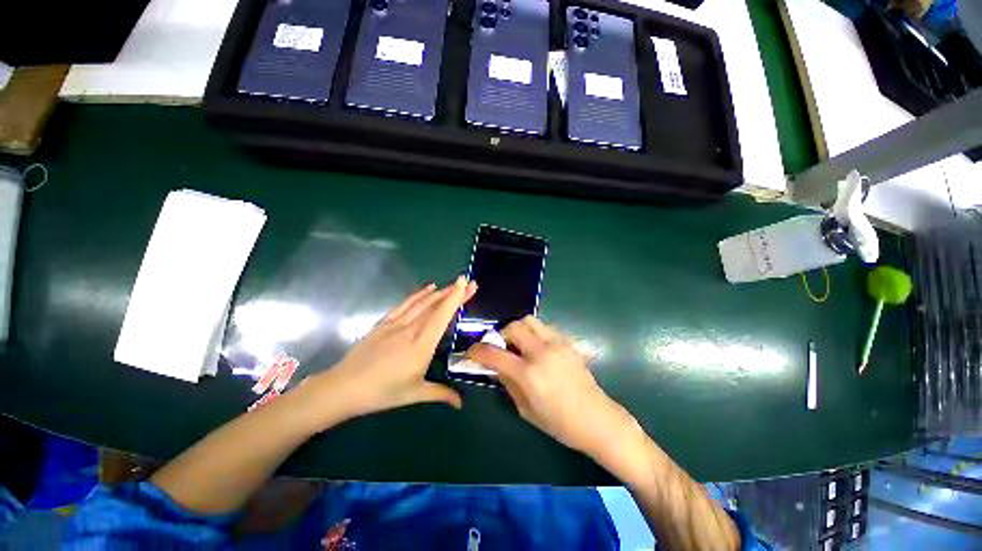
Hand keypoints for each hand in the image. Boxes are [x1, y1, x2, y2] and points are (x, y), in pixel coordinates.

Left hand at [308, 277, 475, 422]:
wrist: (344, 387)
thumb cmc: (382, 392)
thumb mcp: (414, 394)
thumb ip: (441, 393)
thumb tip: (461, 403)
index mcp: (421, 346)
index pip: (441, 316)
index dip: (455, 298)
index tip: (466, 283)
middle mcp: (410, 329)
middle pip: (435, 305)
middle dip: (454, 292)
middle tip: (470, 283)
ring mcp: (396, 323)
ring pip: (422, 302)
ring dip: (440, 291)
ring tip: (455, 284)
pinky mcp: (385, 322)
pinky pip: (405, 303)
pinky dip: (419, 293)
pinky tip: (429, 287)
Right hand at [466, 316, 642, 468]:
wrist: (597, 419)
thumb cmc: (560, 423)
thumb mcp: (525, 409)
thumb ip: (508, 383)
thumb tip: (496, 365)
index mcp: (529, 375)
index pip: (494, 354)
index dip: (477, 351)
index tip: (471, 352)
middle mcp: (542, 353)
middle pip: (513, 326)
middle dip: (500, 334)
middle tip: (500, 347)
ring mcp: (557, 345)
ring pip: (530, 320)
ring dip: (518, 329)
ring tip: (518, 345)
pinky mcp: (567, 343)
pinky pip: (544, 328)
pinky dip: (533, 333)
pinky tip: (536, 349)